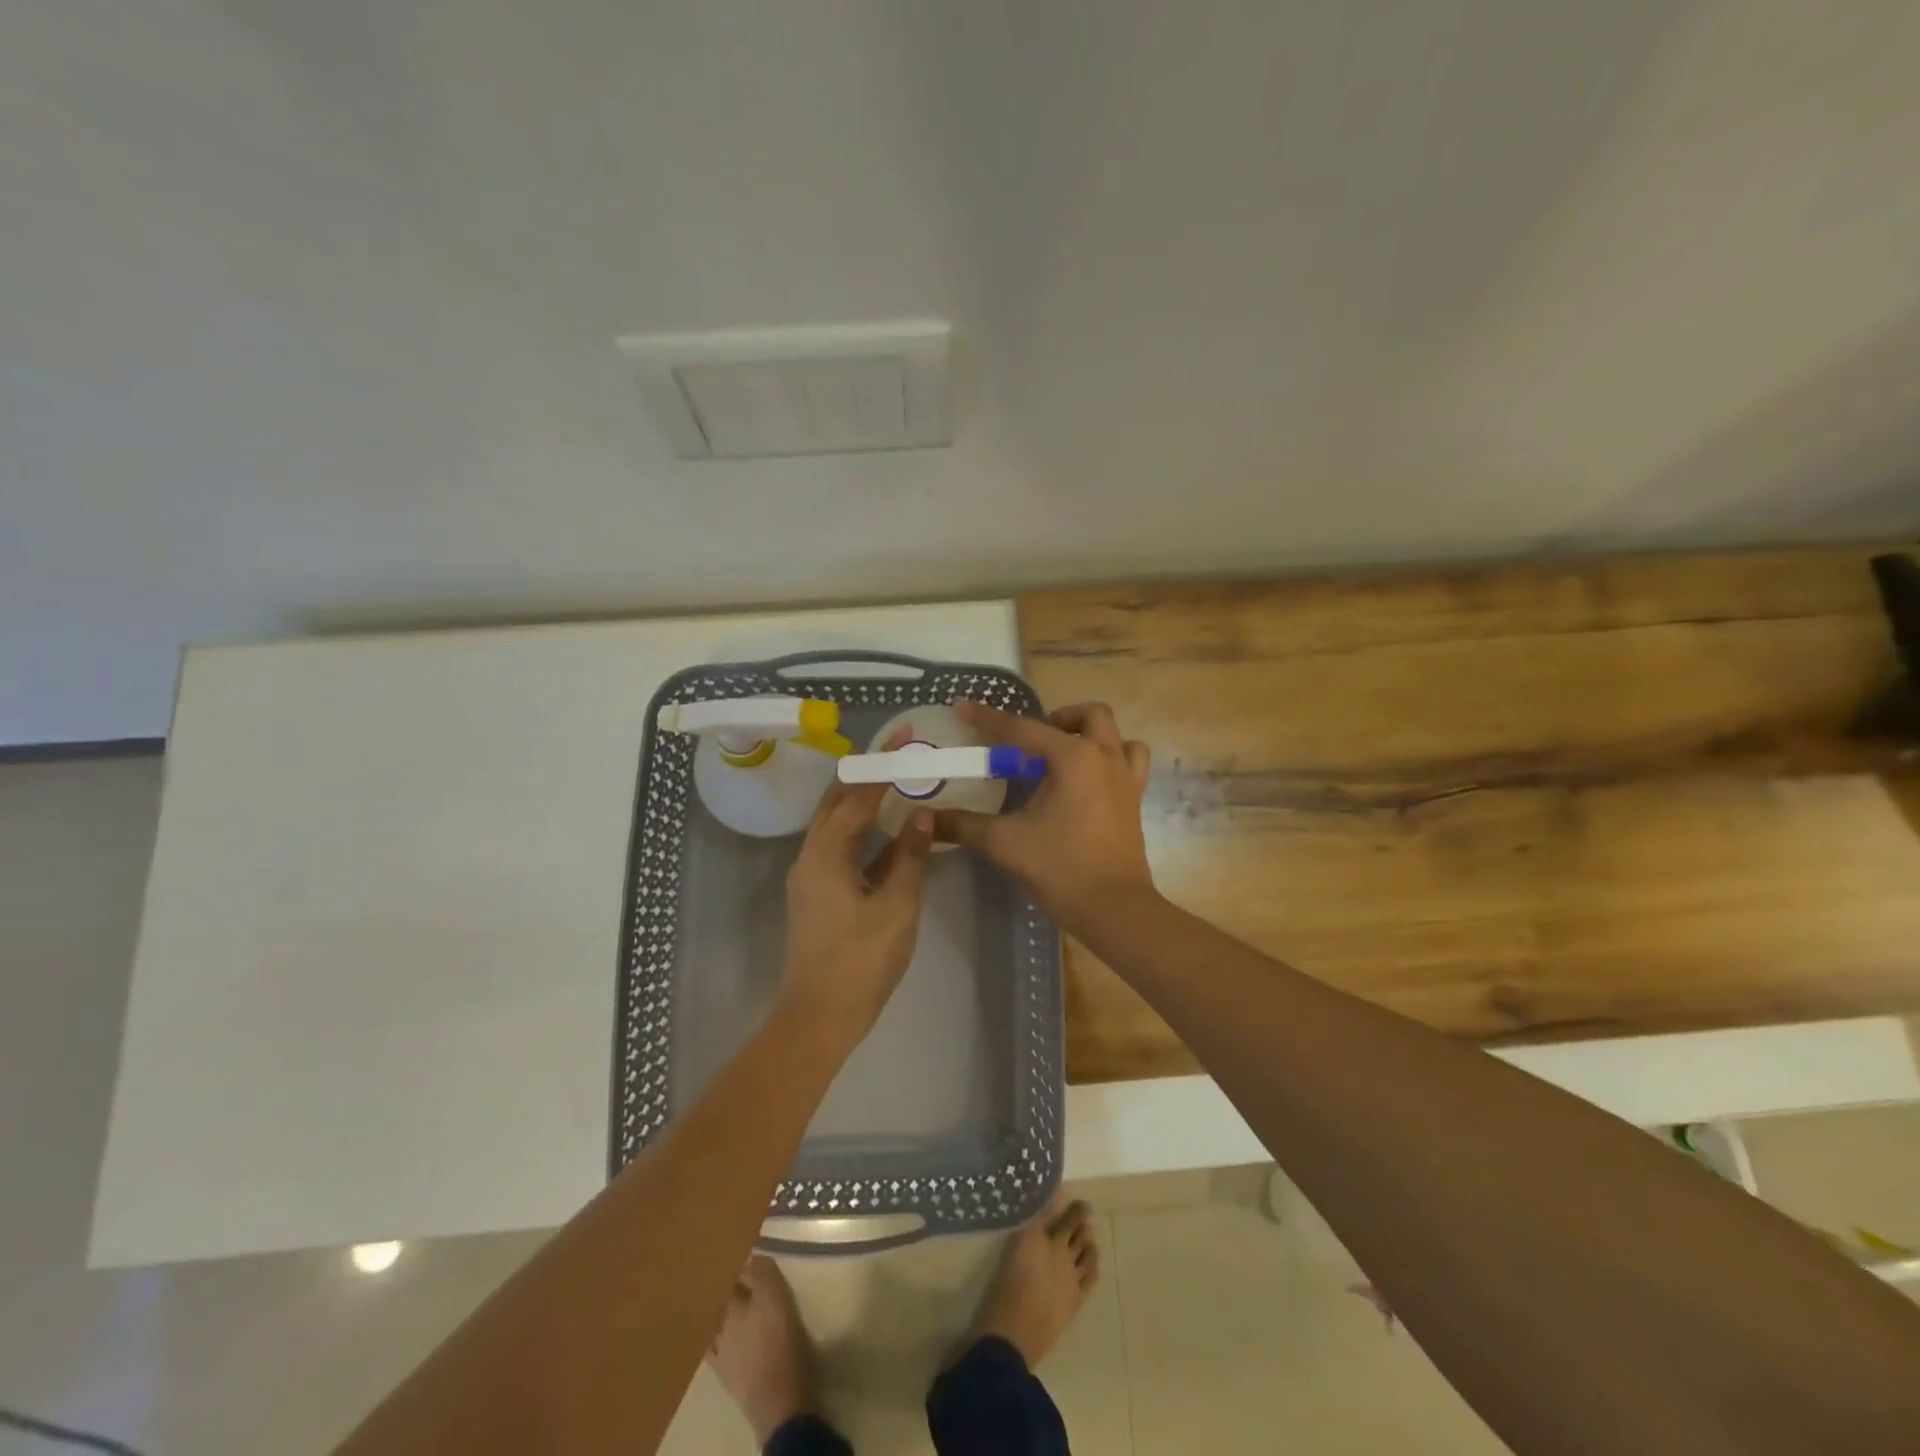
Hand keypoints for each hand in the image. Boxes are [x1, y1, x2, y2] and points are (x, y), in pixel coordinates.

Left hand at [781, 781, 933, 1045]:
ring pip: (836, 827)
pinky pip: (840, 850)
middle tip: (897, 755)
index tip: (904, 737)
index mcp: (825, 854)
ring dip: (862, 804)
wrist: (819, 1017)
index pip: (856, 796)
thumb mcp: (896, 905)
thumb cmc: (861, 960)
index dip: (882, 765)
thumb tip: (922, 814)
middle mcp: (810, 857)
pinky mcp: (817, 897)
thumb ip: (909, 856)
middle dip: (864, 776)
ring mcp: (810, 878)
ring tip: (895, 785)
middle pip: (836, 804)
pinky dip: (863, 834)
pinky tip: (889, 836)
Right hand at [937, 701, 1154, 935]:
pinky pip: (1130, 763)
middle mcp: (1105, 758)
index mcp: (1073, 758)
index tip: (964, 708)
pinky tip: (1088, 781)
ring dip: (1090, 735)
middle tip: (1030, 743)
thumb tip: (927, 817)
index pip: (1023, 729)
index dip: (989, 719)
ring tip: (1063, 756)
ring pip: (1116, 736)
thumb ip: (964, 825)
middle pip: (1088, 715)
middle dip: (1057, 718)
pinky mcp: (1135, 802)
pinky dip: (1112, 760)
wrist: (1114, 910)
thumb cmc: (1061, 868)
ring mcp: (1126, 779)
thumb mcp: (1005, 843)